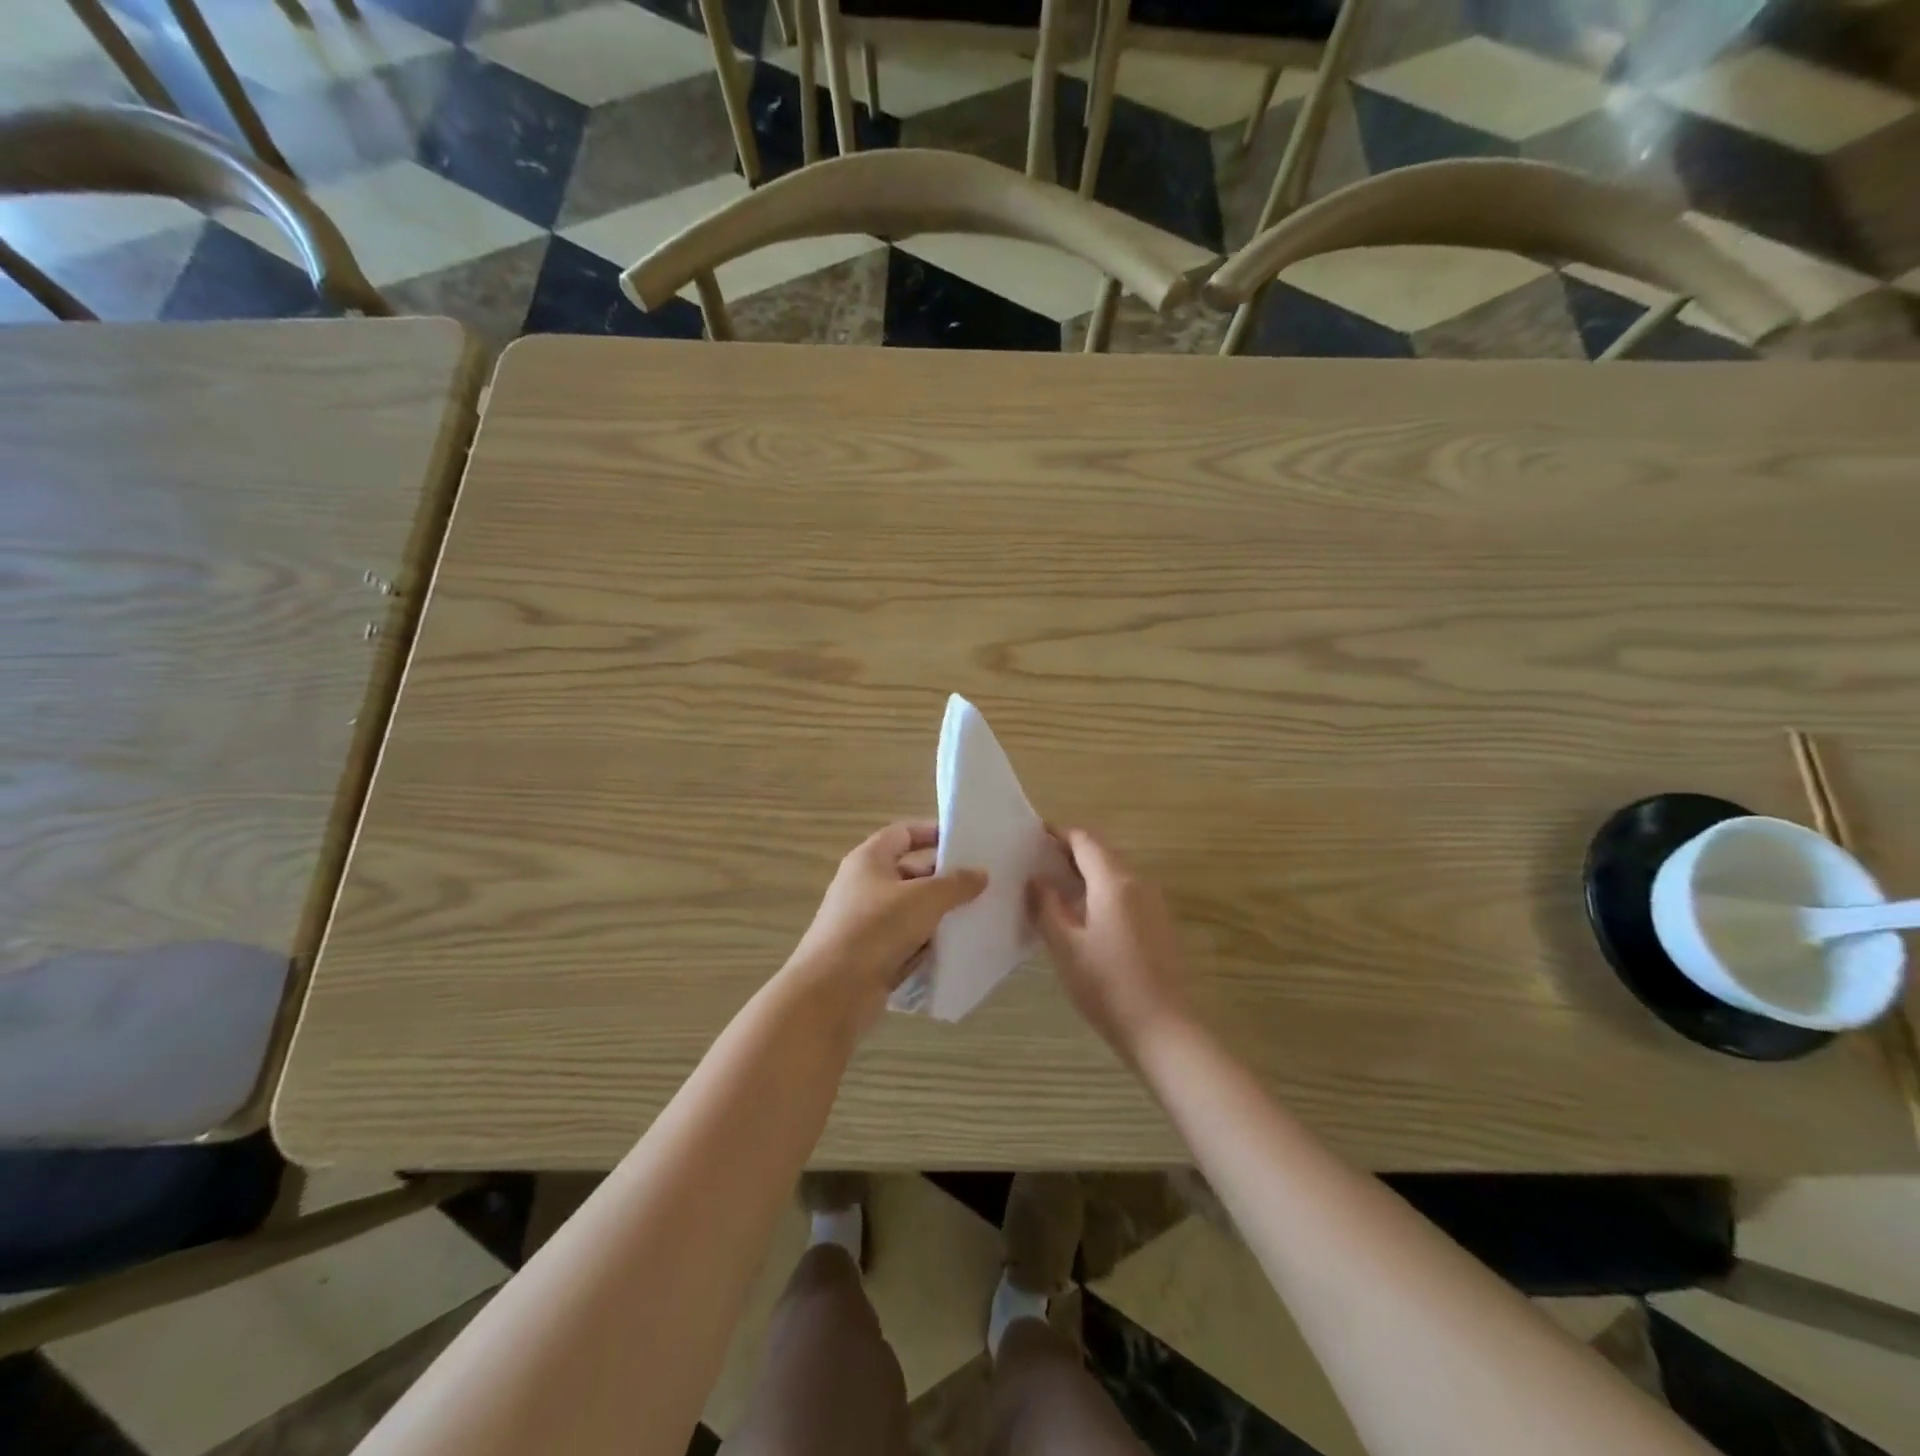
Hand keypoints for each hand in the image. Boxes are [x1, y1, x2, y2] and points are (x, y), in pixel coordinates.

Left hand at [784, 821, 986, 1026]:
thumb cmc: (876, 929)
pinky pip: (906, 941)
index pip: (903, 833)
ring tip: (978, 916)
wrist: (831, 992)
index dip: (932, 833)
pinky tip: (957, 949)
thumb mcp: (924, 899)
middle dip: (944, 879)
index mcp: (869, 860)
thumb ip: (956, 884)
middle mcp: (864, 886)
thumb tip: (981, 874)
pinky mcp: (871, 955)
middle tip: (982, 884)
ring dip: (939, 914)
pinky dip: (928, 943)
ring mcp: (866, 922)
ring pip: (911, 910)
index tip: (965, 841)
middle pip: (910, 873)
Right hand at [1031, 829, 1190, 1061]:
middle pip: (1102, 853)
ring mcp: (1153, 903)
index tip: (1034, 837)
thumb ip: (1046, 907)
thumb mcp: (1065, 946)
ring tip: (1054, 889)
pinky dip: (1101, 891)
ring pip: (1115, 873)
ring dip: (1086, 873)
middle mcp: (1138, 883)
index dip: (1059, 834)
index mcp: (1114, 881)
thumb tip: (1036, 880)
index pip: (1085, 840)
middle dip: (1070, 853)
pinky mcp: (1158, 924)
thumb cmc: (1107, 984)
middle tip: (1038, 863)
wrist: (1162, 1028)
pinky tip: (1082, 915)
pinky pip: (1125, 893)